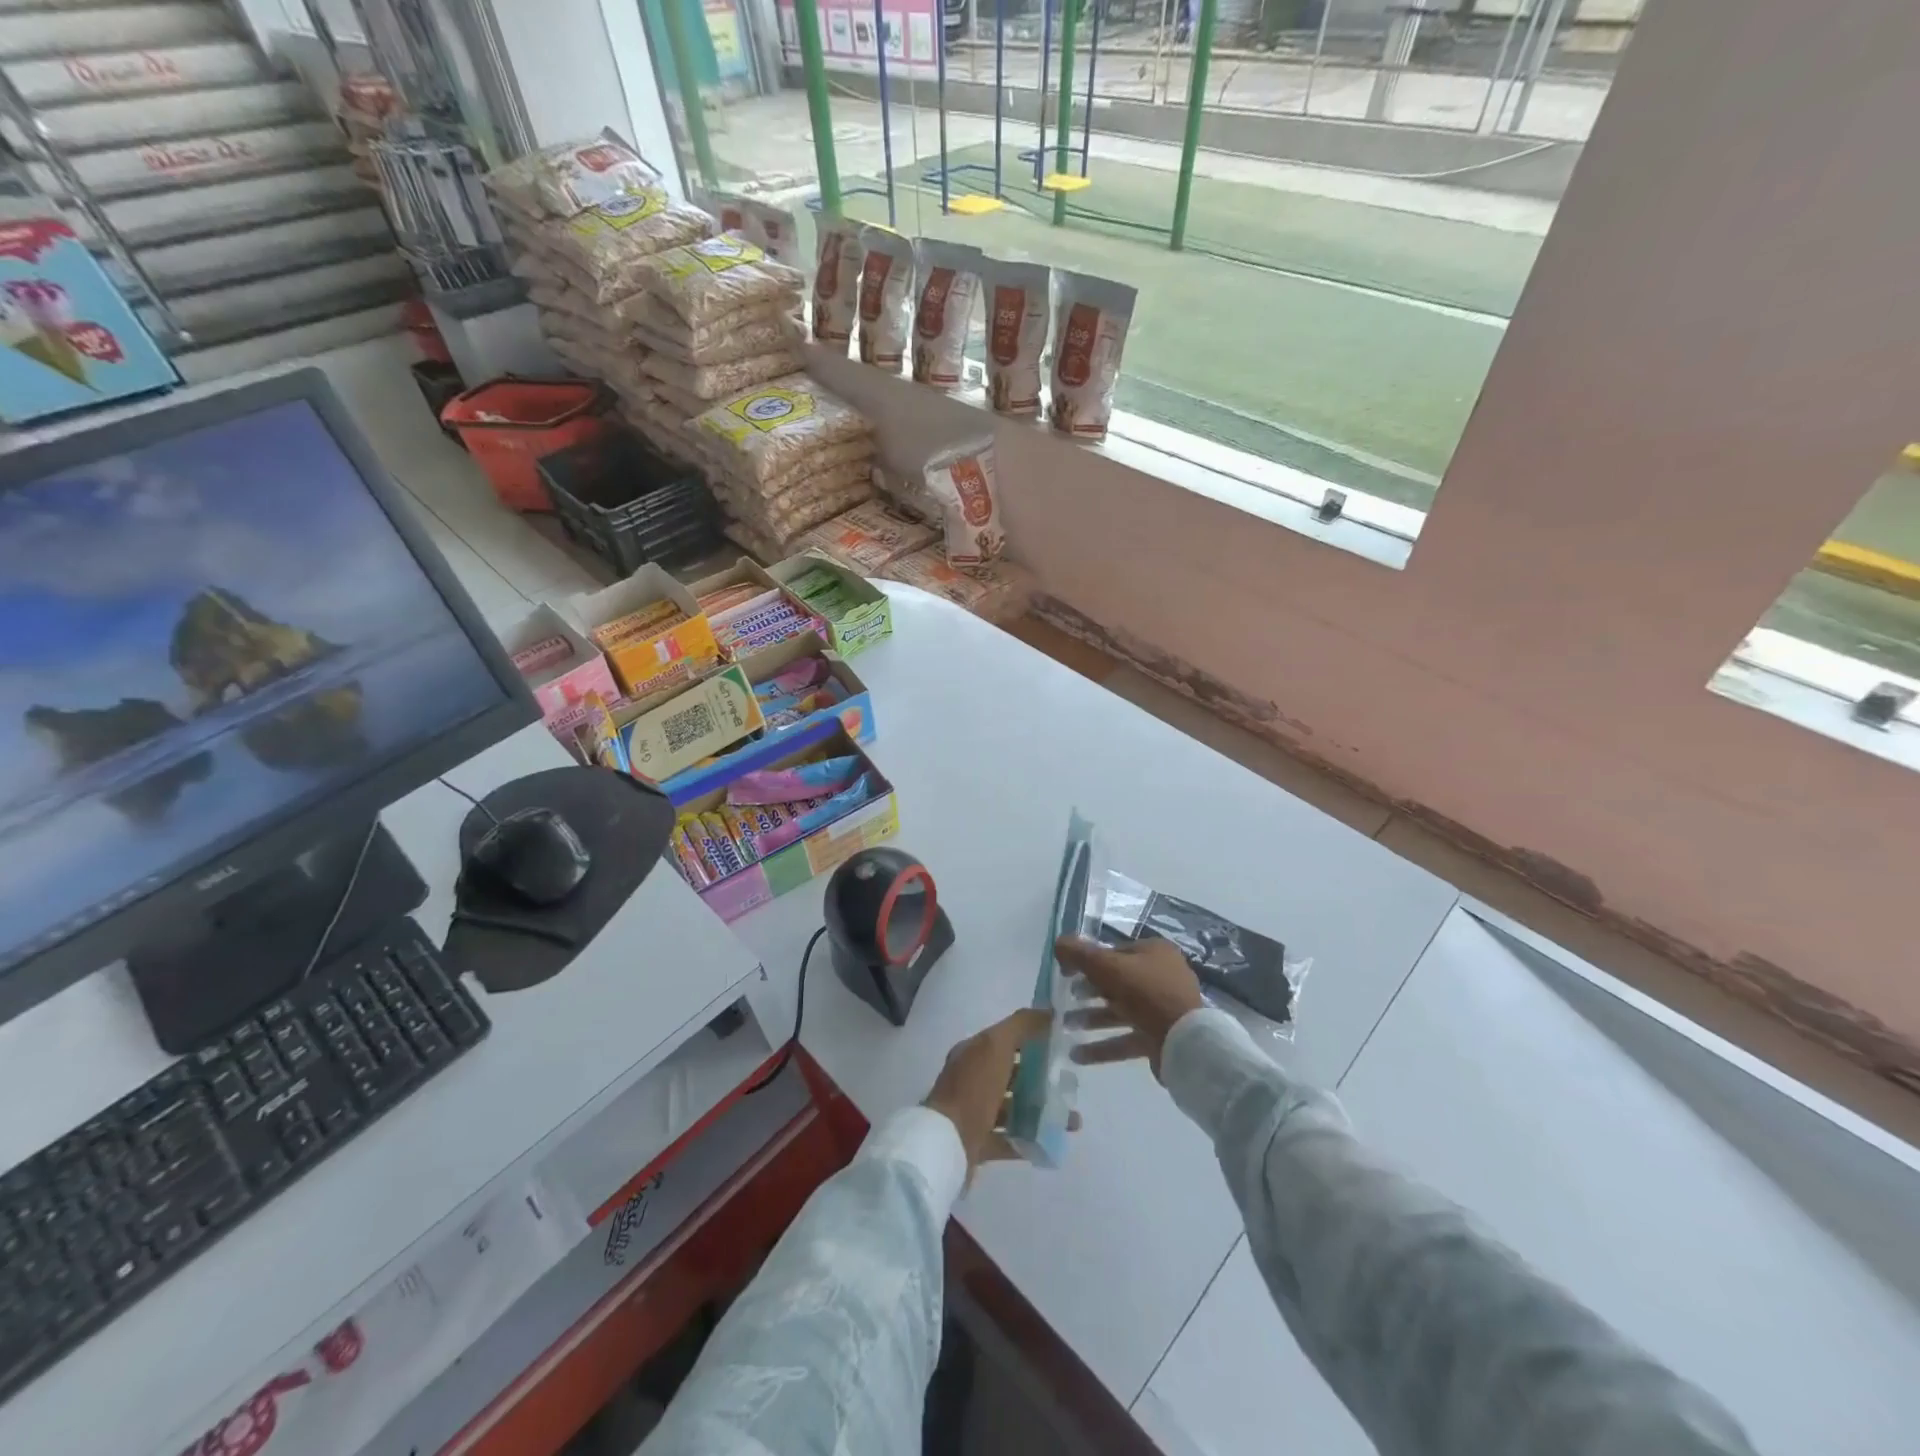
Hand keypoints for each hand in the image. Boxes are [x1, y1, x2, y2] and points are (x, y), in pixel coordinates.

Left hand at [924, 1007, 1062, 1178]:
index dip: (1033, 1039)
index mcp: (973, 1053)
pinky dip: (1032, 1137)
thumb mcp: (996, 1046)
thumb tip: (1048, 1011)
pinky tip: (1055, 1139)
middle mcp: (972, 1080)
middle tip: (1070, 1084)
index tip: (1062, 1044)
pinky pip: (1011, 1138)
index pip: (1006, 1040)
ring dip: (1042, 1110)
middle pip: (1013, 1074)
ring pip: (1015, 1107)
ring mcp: (974, 1113)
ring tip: (1072, 1119)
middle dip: (1042, 1078)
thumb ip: (1021, 1026)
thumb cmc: (972, 1089)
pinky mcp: (980, 1143)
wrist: (946, 1144)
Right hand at [1056, 936, 1204, 1078]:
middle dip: (1087, 992)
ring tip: (1064, 1026)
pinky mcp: (1160, 1037)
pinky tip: (1077, 1054)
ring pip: (1119, 1011)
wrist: (1186, 1042)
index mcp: (1154, 952)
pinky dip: (1103, 1045)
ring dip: (1091, 1019)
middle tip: (1063, 1000)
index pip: (1114, 952)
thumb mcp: (1107, 967)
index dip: (1087, 960)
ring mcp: (1162, 1009)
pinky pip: (1126, 1037)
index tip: (1065, 973)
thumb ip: (1080, 954)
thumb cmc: (1146, 993)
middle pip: (1116, 982)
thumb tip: (1058, 942)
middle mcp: (1161, 977)